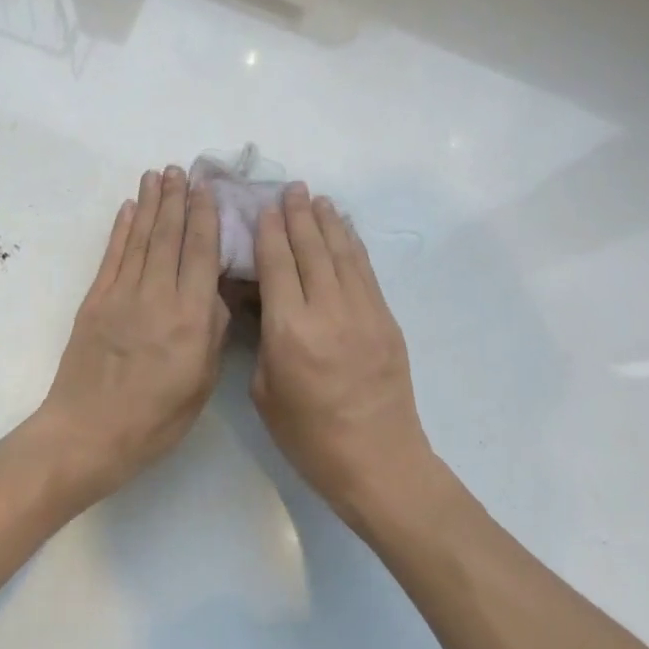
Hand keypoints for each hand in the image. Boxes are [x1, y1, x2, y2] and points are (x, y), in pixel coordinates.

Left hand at [36, 166, 229, 501]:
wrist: (88, 433)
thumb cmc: (154, 419)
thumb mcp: (201, 384)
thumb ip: (211, 332)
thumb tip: (214, 292)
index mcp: (189, 318)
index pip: (201, 254)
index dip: (204, 217)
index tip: (207, 188)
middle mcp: (157, 296)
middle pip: (169, 237)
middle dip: (176, 199)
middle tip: (180, 168)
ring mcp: (121, 295)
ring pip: (139, 239)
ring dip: (149, 205)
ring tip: (156, 176)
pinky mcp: (94, 302)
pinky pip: (111, 257)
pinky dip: (120, 230)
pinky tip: (128, 210)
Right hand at [252, 184, 433, 520]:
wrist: (377, 460)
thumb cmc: (308, 436)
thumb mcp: (265, 391)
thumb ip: (262, 340)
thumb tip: (261, 302)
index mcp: (290, 330)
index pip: (278, 265)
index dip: (270, 232)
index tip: (265, 207)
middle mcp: (328, 310)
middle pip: (312, 250)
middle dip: (299, 216)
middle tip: (291, 189)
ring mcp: (363, 312)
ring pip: (342, 254)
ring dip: (328, 223)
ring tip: (317, 199)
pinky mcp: (386, 320)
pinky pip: (366, 271)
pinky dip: (353, 245)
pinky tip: (344, 231)